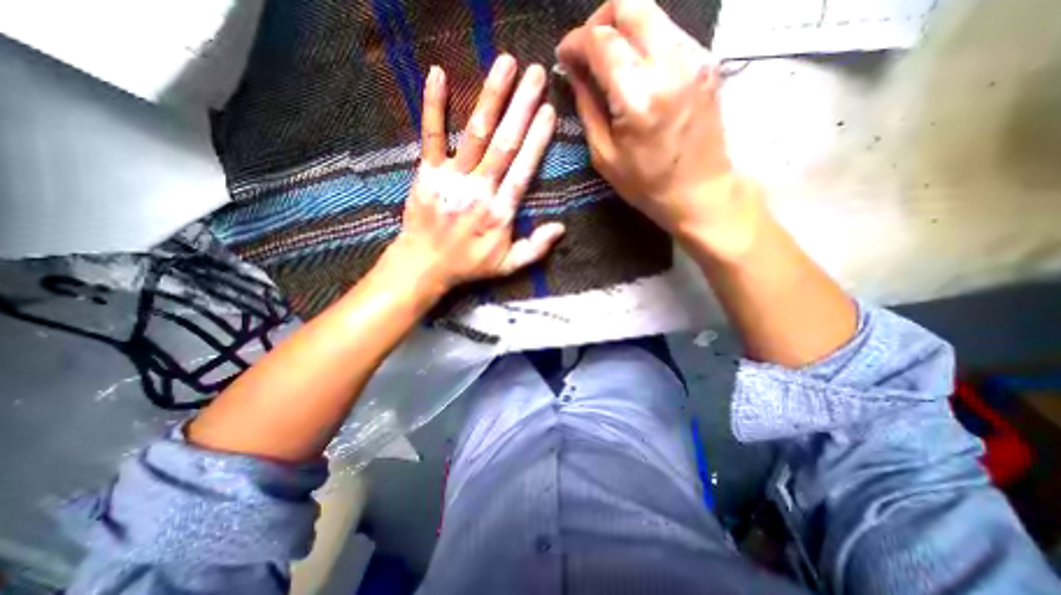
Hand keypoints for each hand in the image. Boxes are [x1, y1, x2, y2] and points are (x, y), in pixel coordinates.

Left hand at [383, 56, 561, 293]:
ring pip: (475, 133)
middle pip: (504, 143)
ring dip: (491, 97)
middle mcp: (479, 190)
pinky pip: (431, 136)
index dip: (537, 140)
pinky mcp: (427, 173)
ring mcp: (451, 179)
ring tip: (506, 64)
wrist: (424, 264)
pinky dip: (434, 105)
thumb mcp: (507, 266)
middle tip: (537, 74)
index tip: (549, 112)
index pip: (523, 169)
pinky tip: (439, 75)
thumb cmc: (468, 265)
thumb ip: (535, 248)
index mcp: (500, 212)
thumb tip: (561, 228)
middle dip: (522, 107)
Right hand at [556, 0, 754, 254]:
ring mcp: (694, 57)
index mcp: (638, 97)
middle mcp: (669, 65)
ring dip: (622, 27)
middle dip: (600, 20)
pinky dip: (644, 40)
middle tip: (587, 49)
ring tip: (608, 60)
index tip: (564, 55)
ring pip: (652, 12)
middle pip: (630, 4)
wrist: (700, 191)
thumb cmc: (647, 184)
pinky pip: (668, 31)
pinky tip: (634, 68)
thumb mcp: (605, 156)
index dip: (576, 41)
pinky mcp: (706, 60)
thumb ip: (587, 107)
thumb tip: (574, 72)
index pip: (601, 40)